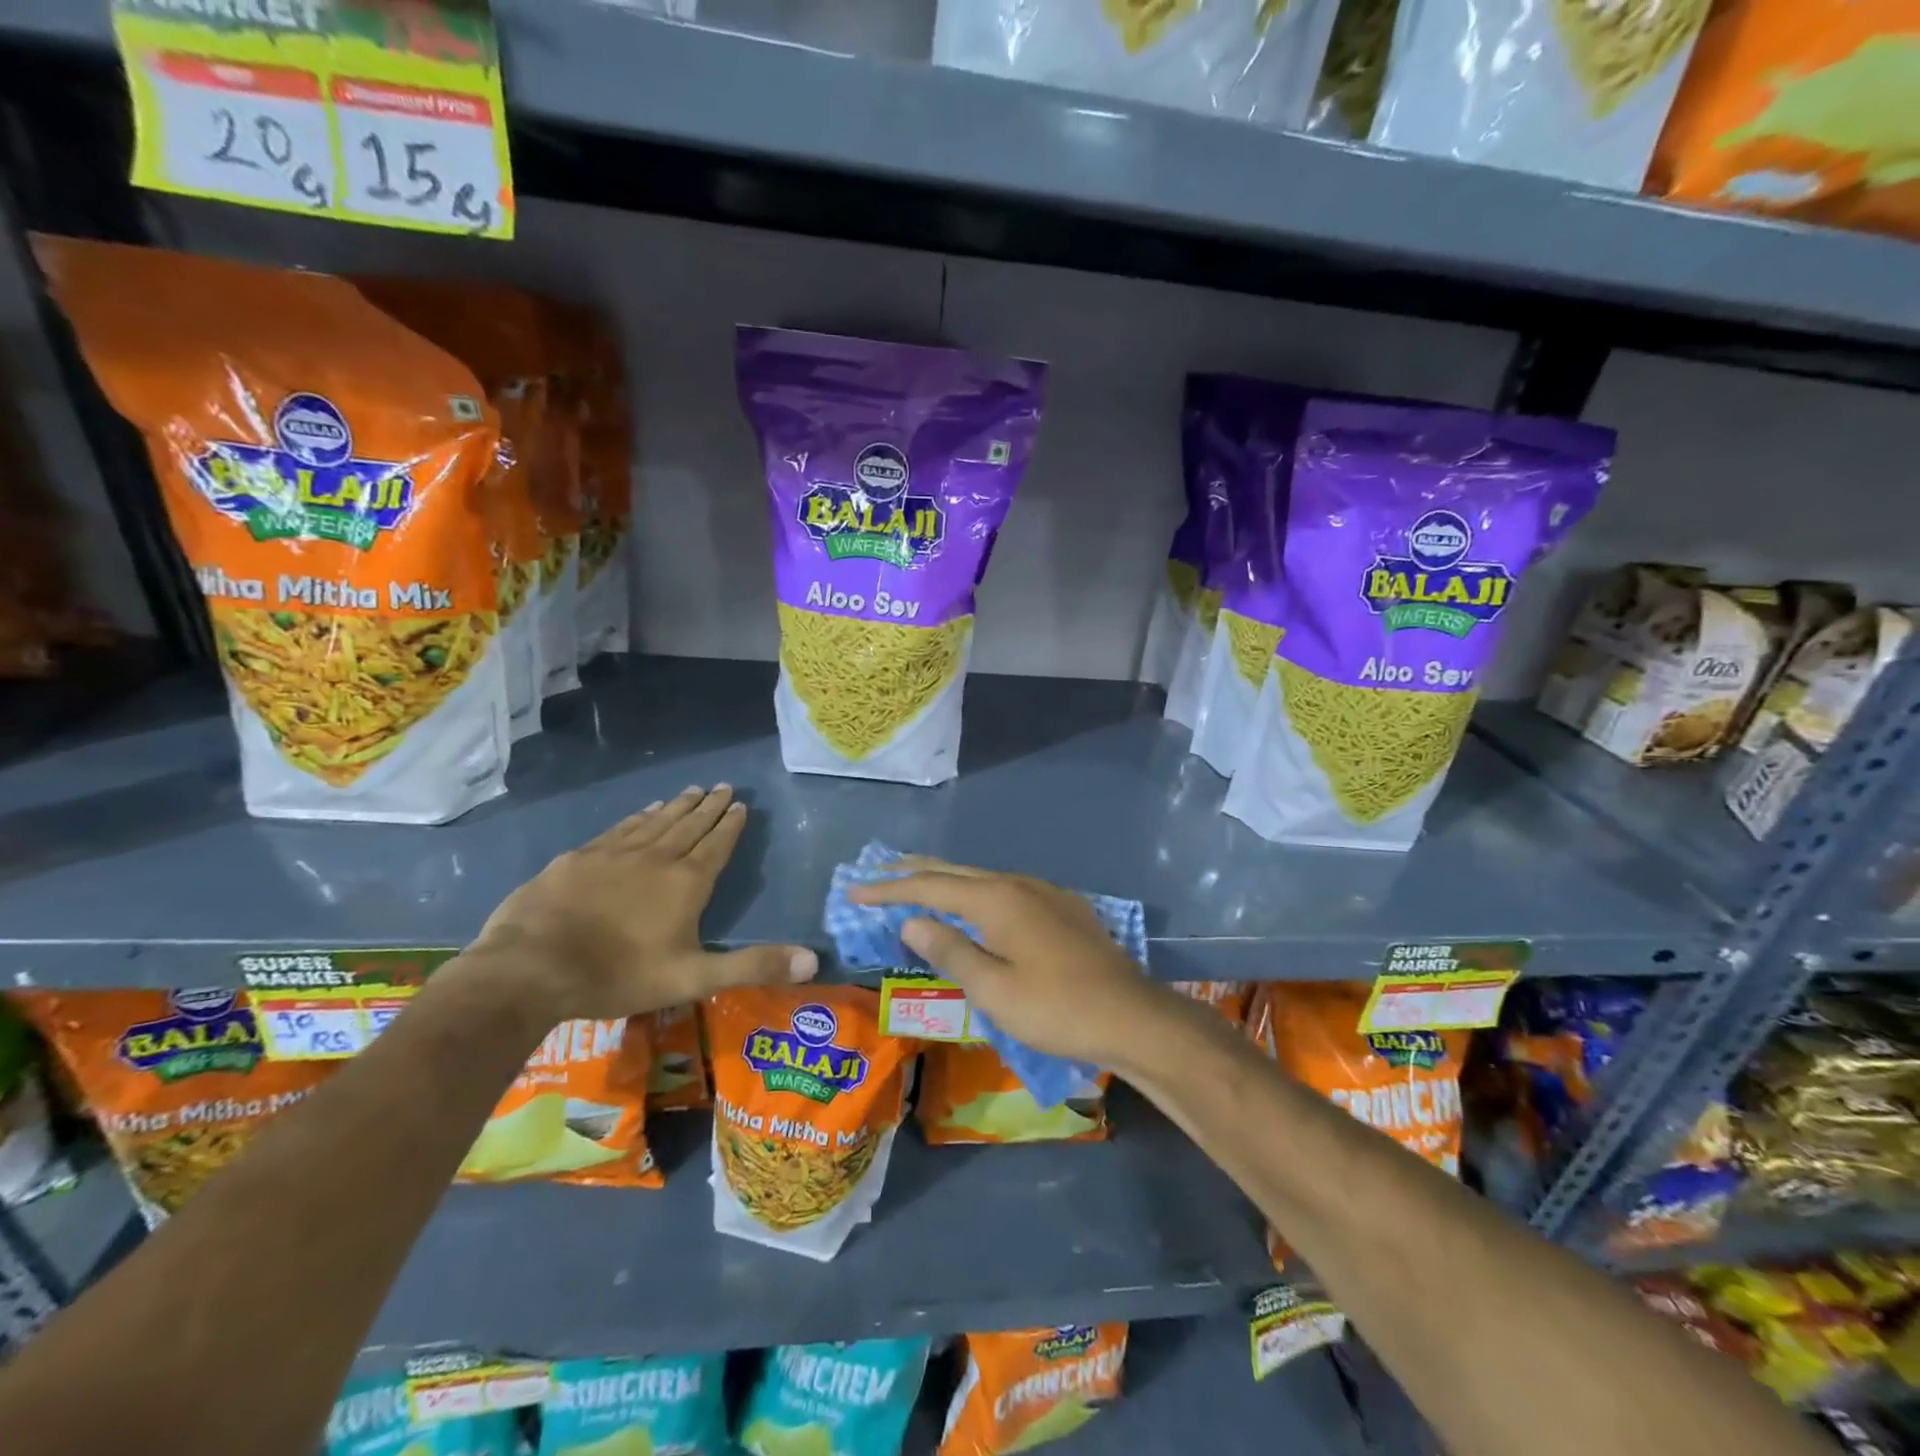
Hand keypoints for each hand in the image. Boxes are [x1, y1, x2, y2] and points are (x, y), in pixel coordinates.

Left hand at [466, 786, 816, 1021]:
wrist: (531, 967)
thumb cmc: (619, 975)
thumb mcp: (694, 978)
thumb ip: (753, 966)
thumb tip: (814, 960)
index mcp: (687, 882)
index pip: (717, 844)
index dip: (731, 825)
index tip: (741, 804)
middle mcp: (656, 857)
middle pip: (690, 825)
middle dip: (710, 807)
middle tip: (724, 787)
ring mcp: (615, 853)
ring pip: (656, 821)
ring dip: (678, 806)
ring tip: (693, 790)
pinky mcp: (580, 858)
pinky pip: (621, 828)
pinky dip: (639, 816)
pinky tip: (644, 810)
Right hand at [848, 857, 1170, 1066]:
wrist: (1132, 1016)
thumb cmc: (1056, 1008)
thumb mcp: (993, 989)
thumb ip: (950, 951)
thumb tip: (911, 921)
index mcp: (996, 899)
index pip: (930, 887)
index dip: (889, 889)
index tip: (855, 892)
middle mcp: (1018, 884)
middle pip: (955, 872)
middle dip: (914, 873)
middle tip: (878, 874)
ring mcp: (1045, 892)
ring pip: (983, 878)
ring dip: (947, 881)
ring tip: (919, 885)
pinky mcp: (1063, 908)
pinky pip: (1006, 890)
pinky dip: (977, 893)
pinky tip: (977, 906)